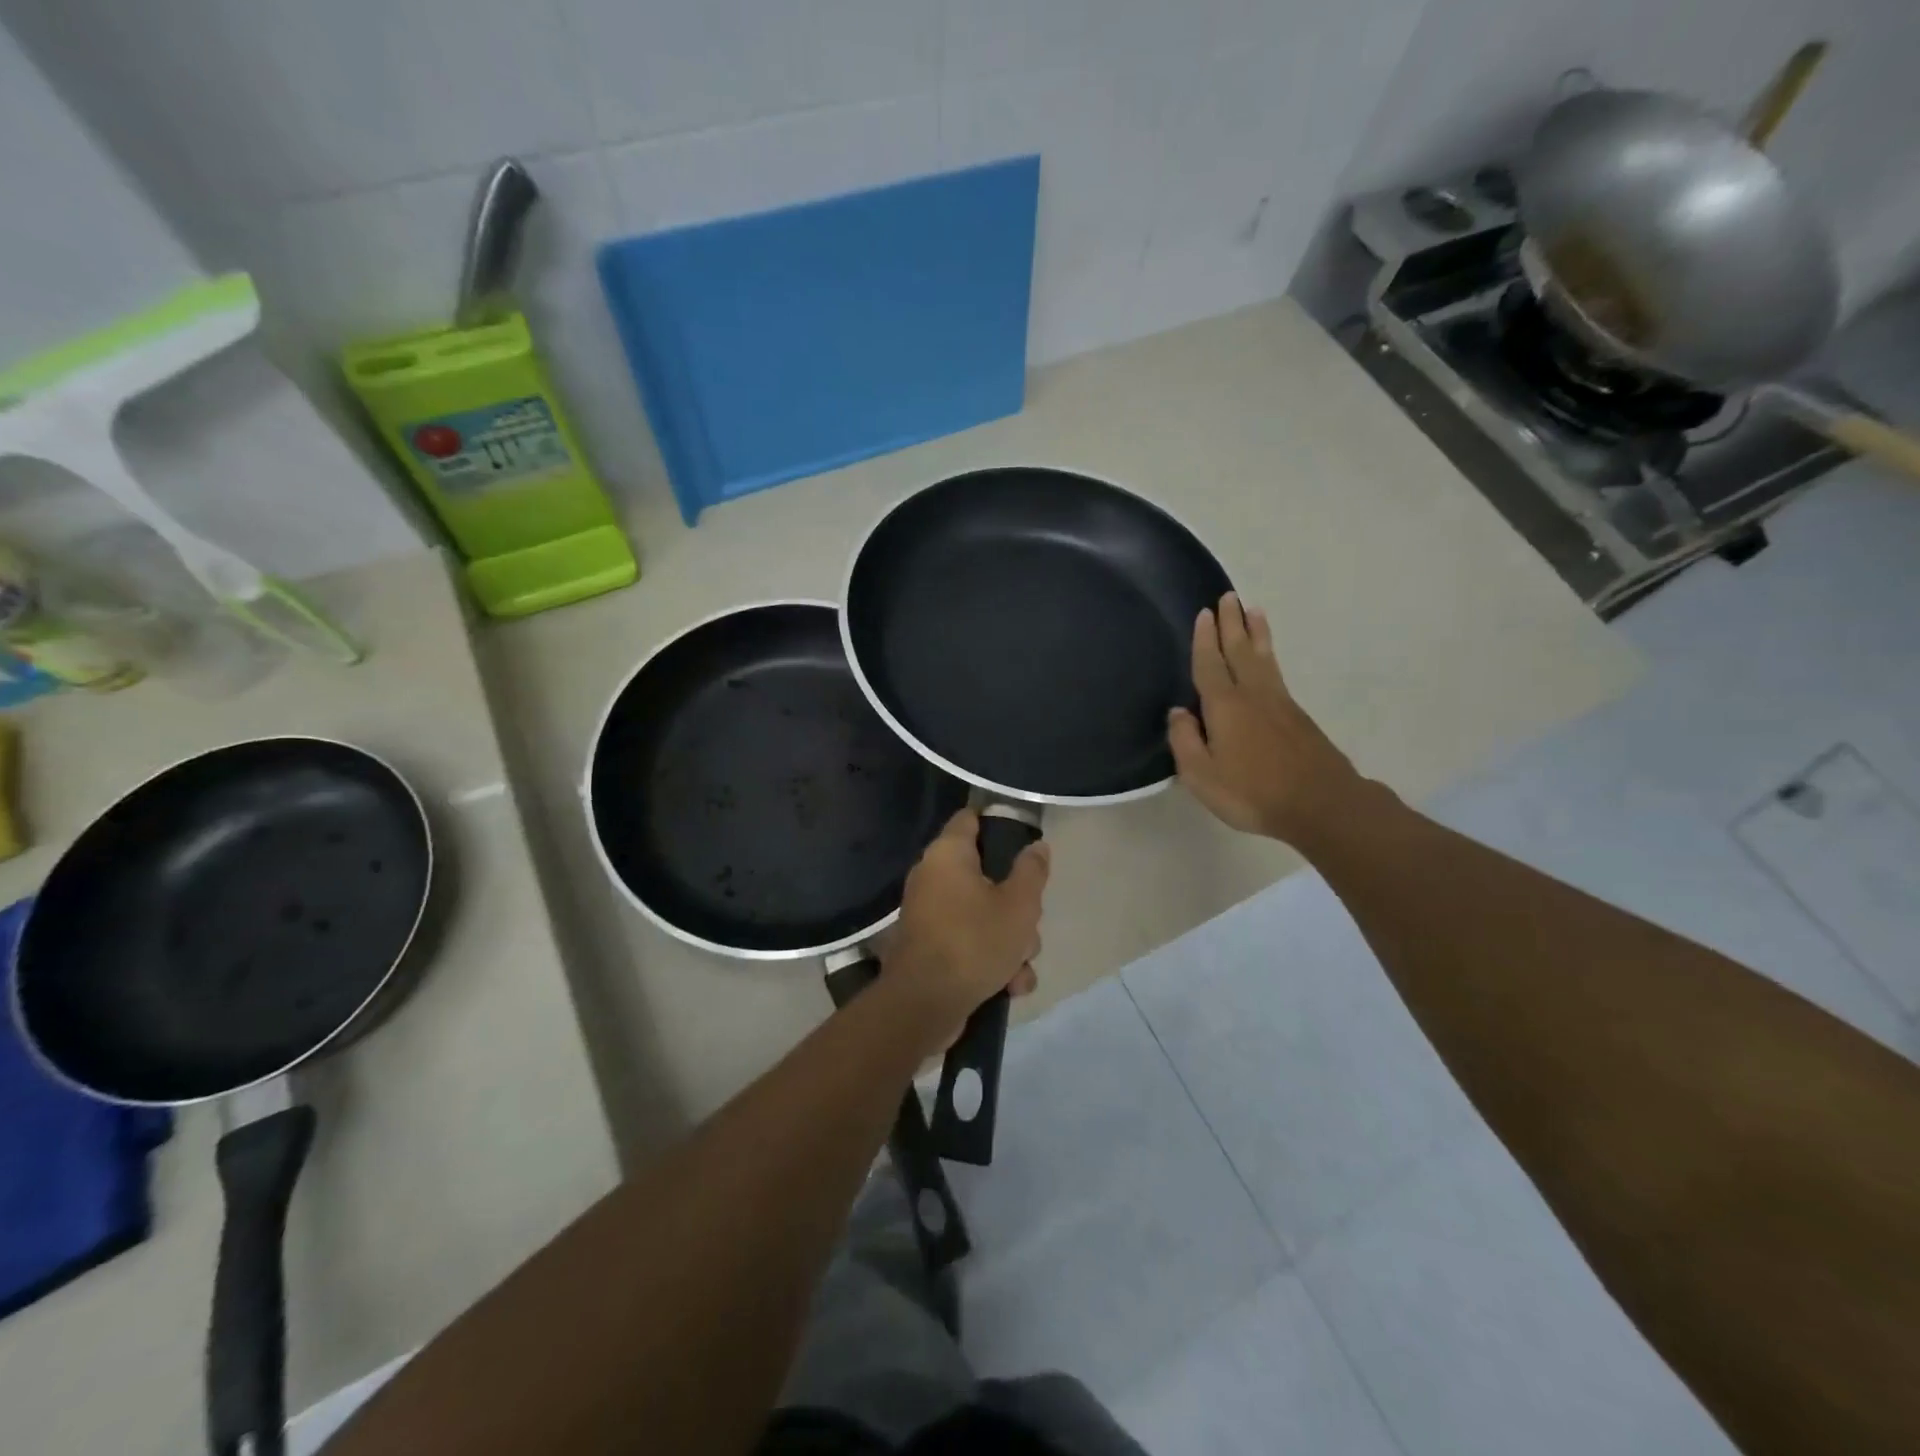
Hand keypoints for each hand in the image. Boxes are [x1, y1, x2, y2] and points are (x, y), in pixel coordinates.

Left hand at [884, 809, 1048, 1045]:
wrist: (924, 1006)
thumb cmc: (973, 942)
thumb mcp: (1019, 905)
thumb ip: (1032, 871)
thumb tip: (1037, 846)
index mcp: (948, 854)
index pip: (971, 818)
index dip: (999, 824)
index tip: (1025, 844)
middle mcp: (933, 877)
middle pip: (987, 875)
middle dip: (1017, 905)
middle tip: (1028, 924)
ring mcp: (930, 914)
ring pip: (984, 914)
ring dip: (1010, 942)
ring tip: (1018, 967)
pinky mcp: (931, 947)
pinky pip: (970, 942)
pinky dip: (990, 961)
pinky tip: (1008, 986)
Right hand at [1168, 592, 1362, 844]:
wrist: (1319, 804)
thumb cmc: (1252, 792)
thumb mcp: (1202, 775)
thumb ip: (1185, 741)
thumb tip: (1178, 711)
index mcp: (1225, 706)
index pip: (1210, 665)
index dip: (1204, 640)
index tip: (1204, 613)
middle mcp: (1252, 695)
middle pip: (1239, 651)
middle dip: (1231, 624)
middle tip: (1227, 597)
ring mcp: (1279, 703)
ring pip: (1263, 658)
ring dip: (1256, 633)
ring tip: (1253, 610)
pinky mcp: (1297, 716)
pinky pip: (1276, 672)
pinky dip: (1269, 654)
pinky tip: (1267, 657)